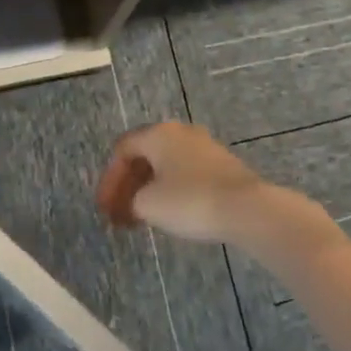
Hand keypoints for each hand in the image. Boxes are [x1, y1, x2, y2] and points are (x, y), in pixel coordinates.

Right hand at [96, 122, 334, 255]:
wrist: (245, 208)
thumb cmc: (189, 201)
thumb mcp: (148, 204)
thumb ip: (132, 200)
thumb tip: (137, 201)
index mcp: (159, 133)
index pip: (123, 149)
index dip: (109, 179)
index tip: (105, 208)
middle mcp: (181, 132)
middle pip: (144, 155)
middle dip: (128, 186)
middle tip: (119, 214)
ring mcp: (204, 146)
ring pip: (165, 165)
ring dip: (148, 190)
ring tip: (140, 218)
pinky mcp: (221, 164)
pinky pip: (185, 173)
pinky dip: (170, 191)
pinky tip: (169, 213)